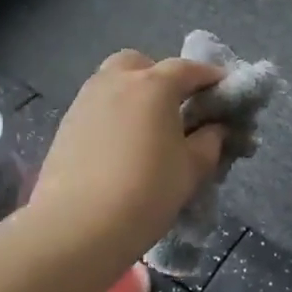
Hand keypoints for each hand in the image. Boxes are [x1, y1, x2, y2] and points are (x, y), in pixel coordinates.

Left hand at [30, 50, 226, 260]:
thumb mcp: (191, 170)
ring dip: (135, 95)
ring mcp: (86, 100)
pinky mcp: (66, 124)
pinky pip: (98, 106)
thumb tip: (215, 129)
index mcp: (153, 85)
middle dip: (162, 78)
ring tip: (149, 129)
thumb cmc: (145, 193)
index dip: (211, 78)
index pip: (189, 69)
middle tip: (177, 108)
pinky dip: (114, 115)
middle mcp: (116, 81)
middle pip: (142, 65)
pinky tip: (121, 147)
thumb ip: (209, 142)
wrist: (76, 227)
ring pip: (114, 83)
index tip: (225, 92)